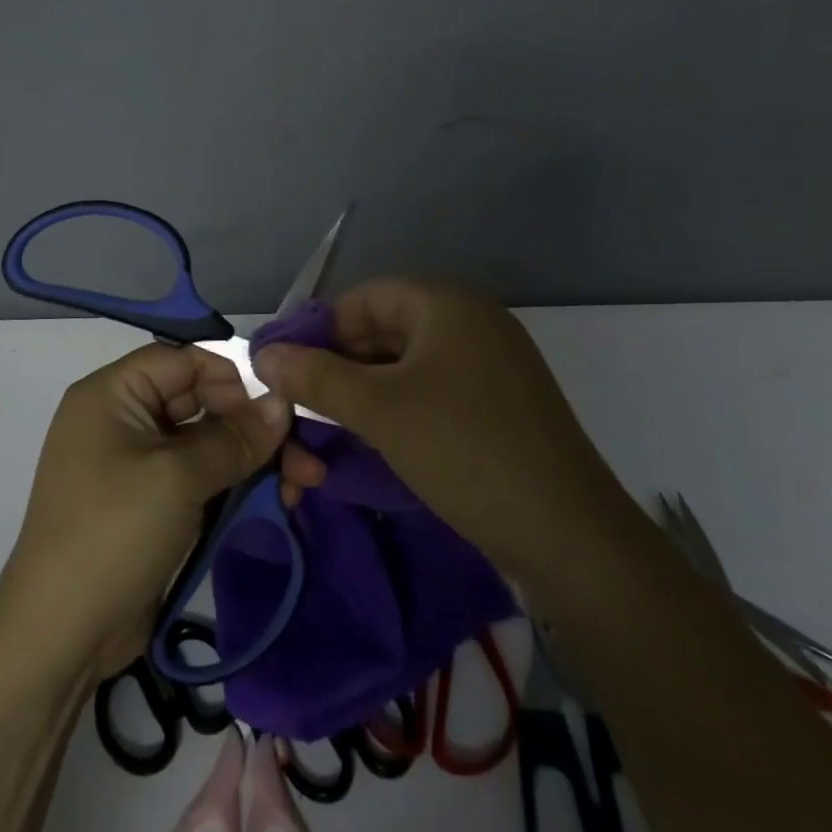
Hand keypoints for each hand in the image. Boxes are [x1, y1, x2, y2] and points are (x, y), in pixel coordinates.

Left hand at [0, 343, 325, 675]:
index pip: (182, 360)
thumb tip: (282, 404)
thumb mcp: (178, 477)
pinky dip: (236, 484)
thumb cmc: (114, 532)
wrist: (60, 635)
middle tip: (304, 454)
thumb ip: (235, 437)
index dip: (232, 376)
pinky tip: (277, 499)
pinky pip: (200, 477)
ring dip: (254, 459)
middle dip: (254, 425)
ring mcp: (137, 464)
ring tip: (303, 484)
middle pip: (200, 401)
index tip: (278, 404)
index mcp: (112, 394)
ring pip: (207, 443)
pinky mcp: (152, 503)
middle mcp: (123, 419)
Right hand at [251, 278, 634, 578]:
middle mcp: (472, 323)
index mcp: (448, 305)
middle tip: (301, 404)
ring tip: (330, 427)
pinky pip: (433, 391)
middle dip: (338, 365)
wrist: (569, 535)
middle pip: (385, 329)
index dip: (319, 327)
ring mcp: (491, 366)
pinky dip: (398, 408)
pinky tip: (374, 440)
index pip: (365, 296)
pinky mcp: (499, 405)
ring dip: (364, 391)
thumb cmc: (464, 450)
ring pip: (407, 365)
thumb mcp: (379, 410)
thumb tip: (261, 354)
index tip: (285, 367)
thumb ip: (316, 376)